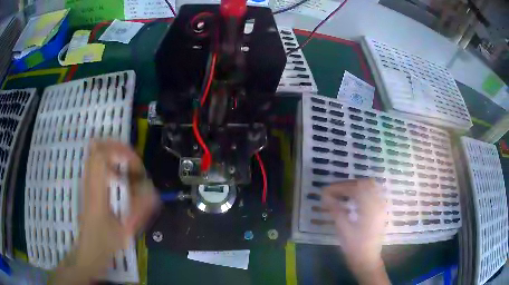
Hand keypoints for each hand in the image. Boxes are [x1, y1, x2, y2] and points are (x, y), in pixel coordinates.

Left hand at [54, 141, 159, 283]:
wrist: (88, 251)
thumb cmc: (105, 244)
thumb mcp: (124, 231)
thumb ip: (139, 211)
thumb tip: (154, 193)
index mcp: (96, 191)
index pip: (101, 156)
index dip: (121, 152)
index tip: (136, 166)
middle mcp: (89, 182)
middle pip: (97, 148)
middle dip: (118, 147)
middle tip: (134, 161)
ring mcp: (87, 182)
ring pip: (95, 153)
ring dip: (114, 153)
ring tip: (129, 167)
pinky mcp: (89, 186)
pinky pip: (97, 163)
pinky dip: (110, 162)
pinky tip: (120, 178)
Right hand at [322, 179, 388, 283]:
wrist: (367, 260)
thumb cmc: (354, 247)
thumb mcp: (343, 229)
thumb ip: (335, 210)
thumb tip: (325, 196)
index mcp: (369, 208)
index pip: (355, 188)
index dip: (340, 187)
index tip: (326, 190)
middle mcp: (378, 203)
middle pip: (365, 183)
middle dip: (349, 184)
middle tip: (335, 190)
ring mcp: (381, 207)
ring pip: (371, 187)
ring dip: (357, 187)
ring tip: (343, 193)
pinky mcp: (381, 211)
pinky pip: (374, 194)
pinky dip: (364, 192)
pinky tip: (354, 199)